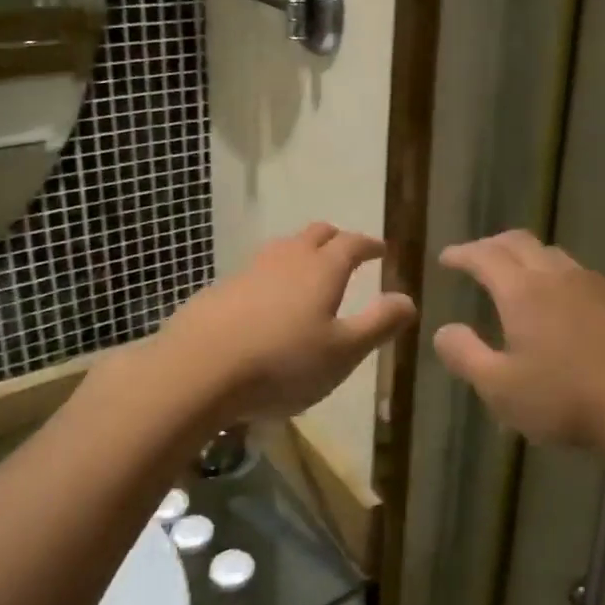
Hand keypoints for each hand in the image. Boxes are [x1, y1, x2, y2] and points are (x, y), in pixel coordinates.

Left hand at [159, 223, 417, 424]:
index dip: (370, 245)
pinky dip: (274, 276)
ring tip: (309, 275)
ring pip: (284, 248)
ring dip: (302, 253)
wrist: (196, 370)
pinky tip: (268, 303)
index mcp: (322, 269)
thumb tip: (409, 300)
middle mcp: (287, 258)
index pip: (352, 243)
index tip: (381, 250)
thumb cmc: (281, 363)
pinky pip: (258, 270)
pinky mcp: (221, 289)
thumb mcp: (342, 352)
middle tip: (347, 254)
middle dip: (336, 239)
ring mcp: (250, 270)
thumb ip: (378, 324)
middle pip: (316, 234)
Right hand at [433, 230, 604, 463]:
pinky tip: (566, 304)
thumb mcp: (501, 390)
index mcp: (522, 291)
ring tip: (518, 276)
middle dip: (492, 245)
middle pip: (519, 242)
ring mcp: (595, 284)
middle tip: (477, 257)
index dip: (462, 253)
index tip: (447, 257)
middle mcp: (557, 275)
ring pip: (553, 255)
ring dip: (528, 257)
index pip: (484, 256)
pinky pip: (582, 276)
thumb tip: (443, 330)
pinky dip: (559, 277)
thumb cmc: (567, 400)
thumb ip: (465, 355)